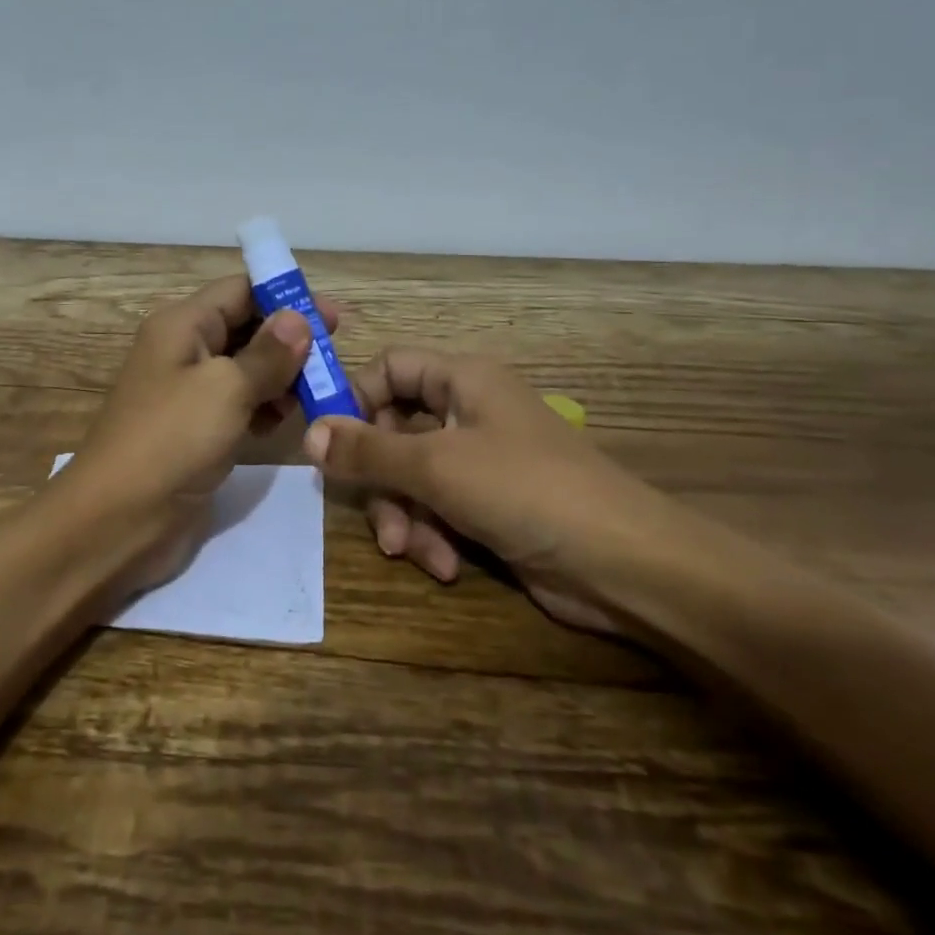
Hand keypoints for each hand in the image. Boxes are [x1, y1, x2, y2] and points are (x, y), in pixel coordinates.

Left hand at [63, 274, 342, 590]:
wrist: (116, 520)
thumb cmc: (171, 440)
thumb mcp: (225, 389)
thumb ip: (267, 354)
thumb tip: (298, 318)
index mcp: (183, 325)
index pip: (240, 290)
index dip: (285, 297)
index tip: (331, 317)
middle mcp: (185, 351)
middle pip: (246, 328)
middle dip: (290, 340)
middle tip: (334, 357)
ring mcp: (189, 394)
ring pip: (246, 369)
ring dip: (282, 376)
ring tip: (319, 393)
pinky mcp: (197, 431)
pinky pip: (239, 405)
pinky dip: (264, 408)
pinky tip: (286, 422)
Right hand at [302, 349, 663, 631]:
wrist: (625, 565)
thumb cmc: (525, 490)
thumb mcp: (435, 466)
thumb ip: (367, 450)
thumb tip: (308, 433)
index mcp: (462, 380)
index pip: (389, 368)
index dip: (355, 399)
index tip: (327, 443)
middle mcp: (468, 412)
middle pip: (394, 430)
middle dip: (382, 480)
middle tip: (379, 518)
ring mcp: (481, 461)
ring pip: (412, 476)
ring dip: (406, 517)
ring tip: (416, 552)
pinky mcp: (490, 505)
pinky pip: (439, 509)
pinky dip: (434, 536)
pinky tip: (447, 567)